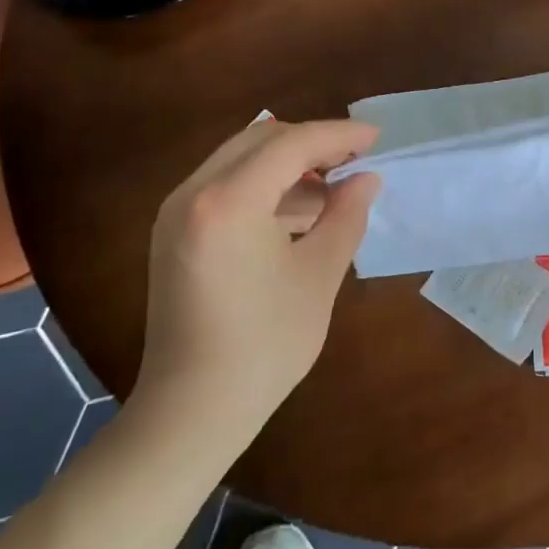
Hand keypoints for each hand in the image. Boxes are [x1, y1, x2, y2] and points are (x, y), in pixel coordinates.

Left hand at [133, 118, 381, 427]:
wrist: (191, 411)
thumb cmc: (264, 346)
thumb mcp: (318, 276)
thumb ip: (345, 216)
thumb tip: (366, 179)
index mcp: (228, 202)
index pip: (291, 144)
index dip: (337, 137)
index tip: (375, 138)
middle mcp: (193, 193)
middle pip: (260, 141)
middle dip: (311, 143)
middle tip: (354, 159)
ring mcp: (176, 212)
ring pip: (240, 159)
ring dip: (287, 164)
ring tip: (332, 187)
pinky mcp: (173, 232)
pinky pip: (224, 186)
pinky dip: (262, 186)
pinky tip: (297, 211)